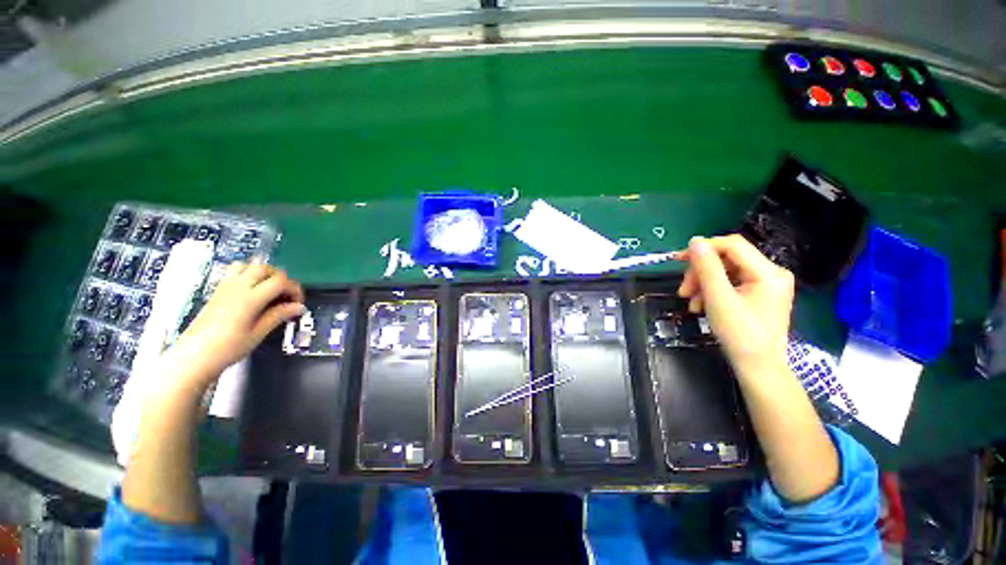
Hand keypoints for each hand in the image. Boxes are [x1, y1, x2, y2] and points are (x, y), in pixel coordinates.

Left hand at [172, 262, 304, 383]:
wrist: (193, 357)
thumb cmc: (228, 348)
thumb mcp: (258, 334)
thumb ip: (278, 315)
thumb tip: (299, 307)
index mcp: (250, 298)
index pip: (280, 281)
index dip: (294, 289)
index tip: (298, 304)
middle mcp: (237, 287)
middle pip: (265, 268)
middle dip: (281, 278)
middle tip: (286, 296)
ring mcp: (225, 287)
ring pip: (248, 266)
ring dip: (264, 273)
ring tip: (269, 290)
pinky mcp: (217, 291)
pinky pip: (235, 272)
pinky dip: (249, 275)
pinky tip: (253, 292)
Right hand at [675, 235, 794, 372]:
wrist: (757, 367)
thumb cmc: (740, 334)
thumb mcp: (718, 298)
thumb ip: (706, 267)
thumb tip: (695, 241)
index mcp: (768, 272)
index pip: (732, 245)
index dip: (703, 248)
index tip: (677, 259)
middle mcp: (771, 273)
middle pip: (727, 259)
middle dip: (700, 273)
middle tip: (683, 291)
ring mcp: (765, 284)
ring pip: (725, 272)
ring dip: (702, 284)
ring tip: (690, 302)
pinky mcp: (758, 294)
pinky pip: (729, 283)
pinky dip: (711, 292)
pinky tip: (701, 306)